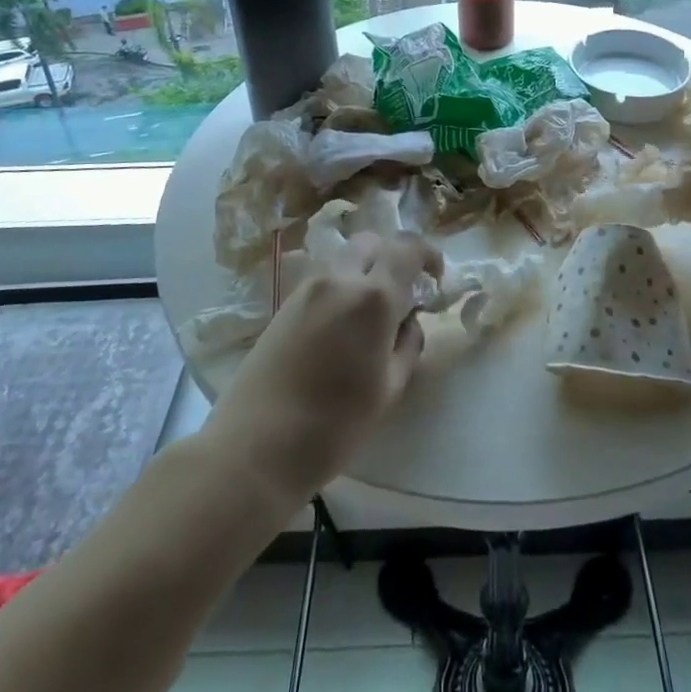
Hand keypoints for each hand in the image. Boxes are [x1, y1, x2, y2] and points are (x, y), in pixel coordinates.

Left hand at [205, 231, 434, 504]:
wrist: (254, 449)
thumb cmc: (333, 426)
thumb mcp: (389, 390)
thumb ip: (407, 345)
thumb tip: (409, 321)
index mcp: (372, 297)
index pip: (407, 248)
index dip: (428, 255)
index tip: (436, 279)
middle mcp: (339, 279)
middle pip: (372, 242)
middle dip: (393, 256)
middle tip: (405, 291)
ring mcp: (307, 288)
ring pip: (345, 257)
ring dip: (366, 269)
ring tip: (373, 311)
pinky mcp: (285, 303)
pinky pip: (324, 278)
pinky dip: (342, 285)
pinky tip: (343, 325)